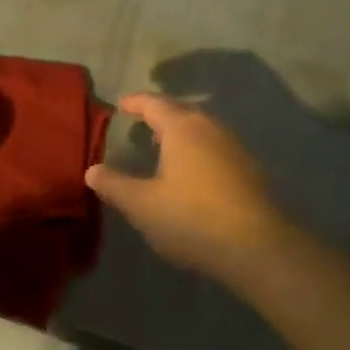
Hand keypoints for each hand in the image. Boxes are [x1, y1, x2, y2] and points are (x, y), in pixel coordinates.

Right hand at [85, 94, 289, 282]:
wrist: (258, 247)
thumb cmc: (192, 217)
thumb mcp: (142, 204)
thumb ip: (114, 185)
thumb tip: (92, 170)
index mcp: (182, 127)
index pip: (154, 103)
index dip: (135, 102)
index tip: (121, 105)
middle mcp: (211, 128)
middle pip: (182, 112)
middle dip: (160, 115)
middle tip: (142, 124)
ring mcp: (235, 148)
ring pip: (202, 130)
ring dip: (181, 134)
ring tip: (164, 148)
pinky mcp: (251, 170)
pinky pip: (216, 148)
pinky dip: (199, 151)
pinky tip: (193, 174)